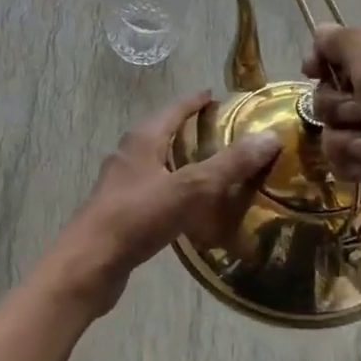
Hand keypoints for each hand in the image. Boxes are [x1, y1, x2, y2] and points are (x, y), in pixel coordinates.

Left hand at [45, 91, 280, 316]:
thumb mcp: (190, 188)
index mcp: (143, 139)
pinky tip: (191, 209)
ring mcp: (122, 184)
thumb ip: (229, 164)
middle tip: (225, 135)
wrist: (90, 264)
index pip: (174, 109)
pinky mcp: (121, 211)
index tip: (218, 96)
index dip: (196, 102)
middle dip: (191, 131)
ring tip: (215, 171)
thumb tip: (270, 136)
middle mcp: (129, 154)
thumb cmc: (138, 217)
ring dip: (183, 163)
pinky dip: (175, 192)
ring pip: (159, 164)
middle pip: (164, 133)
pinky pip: (155, 192)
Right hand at [304, 26, 360, 262]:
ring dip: (346, 137)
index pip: (347, 43)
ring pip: (337, 123)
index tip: (311, 72)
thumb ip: (343, 43)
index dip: (326, 57)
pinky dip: (353, 160)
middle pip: (336, 86)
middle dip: (339, 105)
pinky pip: (346, 152)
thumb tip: (321, 30)